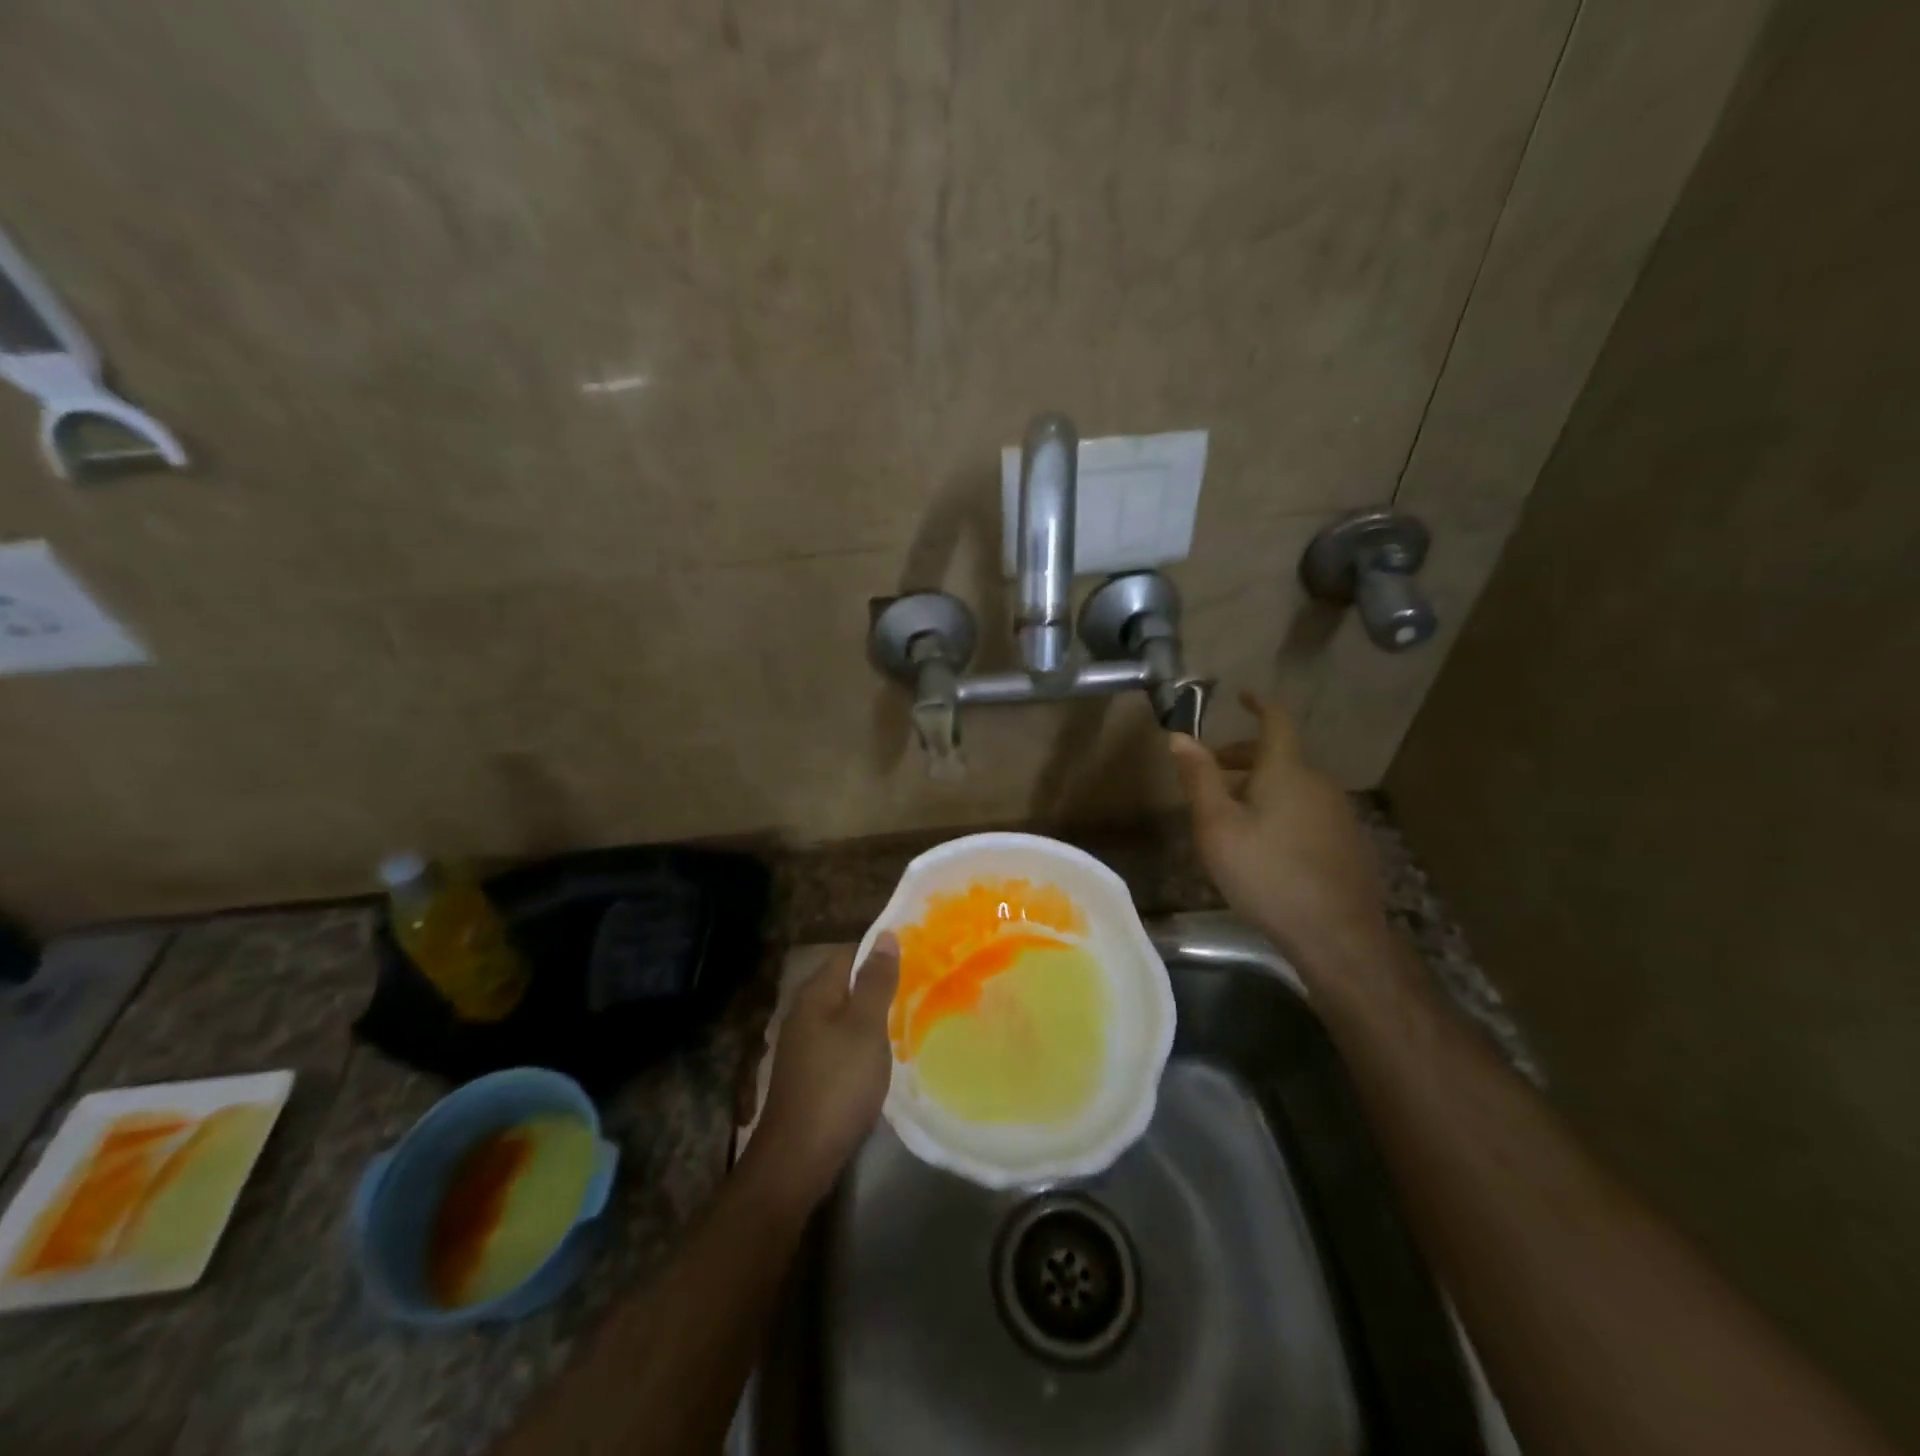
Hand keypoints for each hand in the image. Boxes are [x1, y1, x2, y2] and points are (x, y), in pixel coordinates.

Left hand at [748, 935, 899, 1207]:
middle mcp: (805, 1011)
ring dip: (874, 1013)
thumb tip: (886, 936)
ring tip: (911, 1015)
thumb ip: (876, 981)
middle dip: (880, 982)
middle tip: (921, 985)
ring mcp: (804, 1043)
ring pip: (845, 1013)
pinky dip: (864, 1039)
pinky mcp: (810, 1071)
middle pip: (846, 983)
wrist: (798, 1157)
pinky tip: (885, 1051)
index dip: (881, 951)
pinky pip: (842, 1040)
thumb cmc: (838, 1084)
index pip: (849, 953)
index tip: (917, 955)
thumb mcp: (865, 1027)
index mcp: (816, 993)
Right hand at [1169, 693, 1391, 979]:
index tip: (1242, 696)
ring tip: (1232, 816)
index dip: (1259, 704)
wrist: (1337, 934)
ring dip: (1262, 787)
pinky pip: (1309, 811)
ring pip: (1294, 786)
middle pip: (1280, 756)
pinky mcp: (1350, 842)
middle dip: (1244, 757)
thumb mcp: (1217, 827)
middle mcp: (1319, 782)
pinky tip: (1267, 846)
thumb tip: (1180, 736)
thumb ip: (1199, 779)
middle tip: (1212, 774)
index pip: (1277, 721)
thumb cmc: (1266, 873)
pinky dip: (1283, 810)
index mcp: (1287, 771)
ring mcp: (1340, 813)